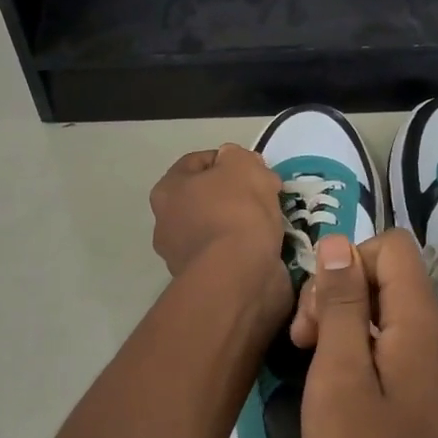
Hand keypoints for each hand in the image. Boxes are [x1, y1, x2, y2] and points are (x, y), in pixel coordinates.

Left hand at [149, 144, 287, 297]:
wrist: (238, 277)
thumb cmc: (236, 212)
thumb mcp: (242, 165)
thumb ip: (237, 156)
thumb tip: (234, 163)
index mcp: (167, 190)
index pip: (198, 162)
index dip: (229, 159)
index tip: (256, 168)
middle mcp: (166, 223)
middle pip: (207, 196)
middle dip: (236, 193)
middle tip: (265, 195)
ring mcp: (182, 256)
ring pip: (218, 226)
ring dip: (242, 223)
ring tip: (271, 223)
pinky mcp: (204, 281)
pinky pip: (228, 254)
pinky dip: (245, 249)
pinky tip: (266, 247)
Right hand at [290, 230, 437, 437]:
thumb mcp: (339, 375)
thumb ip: (340, 303)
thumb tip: (339, 243)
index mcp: (423, 321)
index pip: (392, 247)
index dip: (347, 263)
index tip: (316, 312)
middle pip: (389, 277)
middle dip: (339, 294)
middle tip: (304, 344)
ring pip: (389, 311)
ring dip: (345, 324)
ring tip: (315, 368)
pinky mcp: (433, 390)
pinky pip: (396, 343)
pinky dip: (362, 350)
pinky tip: (339, 387)